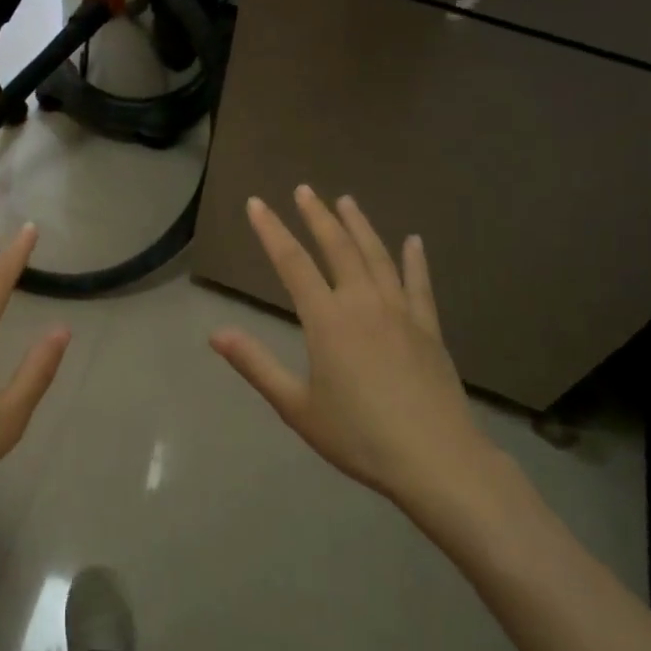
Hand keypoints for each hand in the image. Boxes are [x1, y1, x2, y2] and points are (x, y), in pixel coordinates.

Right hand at [209, 187, 496, 517]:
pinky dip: (414, 259)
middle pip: (337, 247)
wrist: (436, 460)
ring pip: (377, 256)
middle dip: (317, 216)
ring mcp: (401, 312)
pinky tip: (413, 241)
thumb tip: (215, 333)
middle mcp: (363, 303)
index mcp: (328, 320)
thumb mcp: (297, 406)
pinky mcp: (429, 328)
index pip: (292, 263)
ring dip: (359, 226)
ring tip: (346, 200)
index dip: (271, 231)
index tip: (256, 203)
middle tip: (304, 189)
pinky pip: (419, 283)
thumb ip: (256, 365)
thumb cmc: (359, 436)